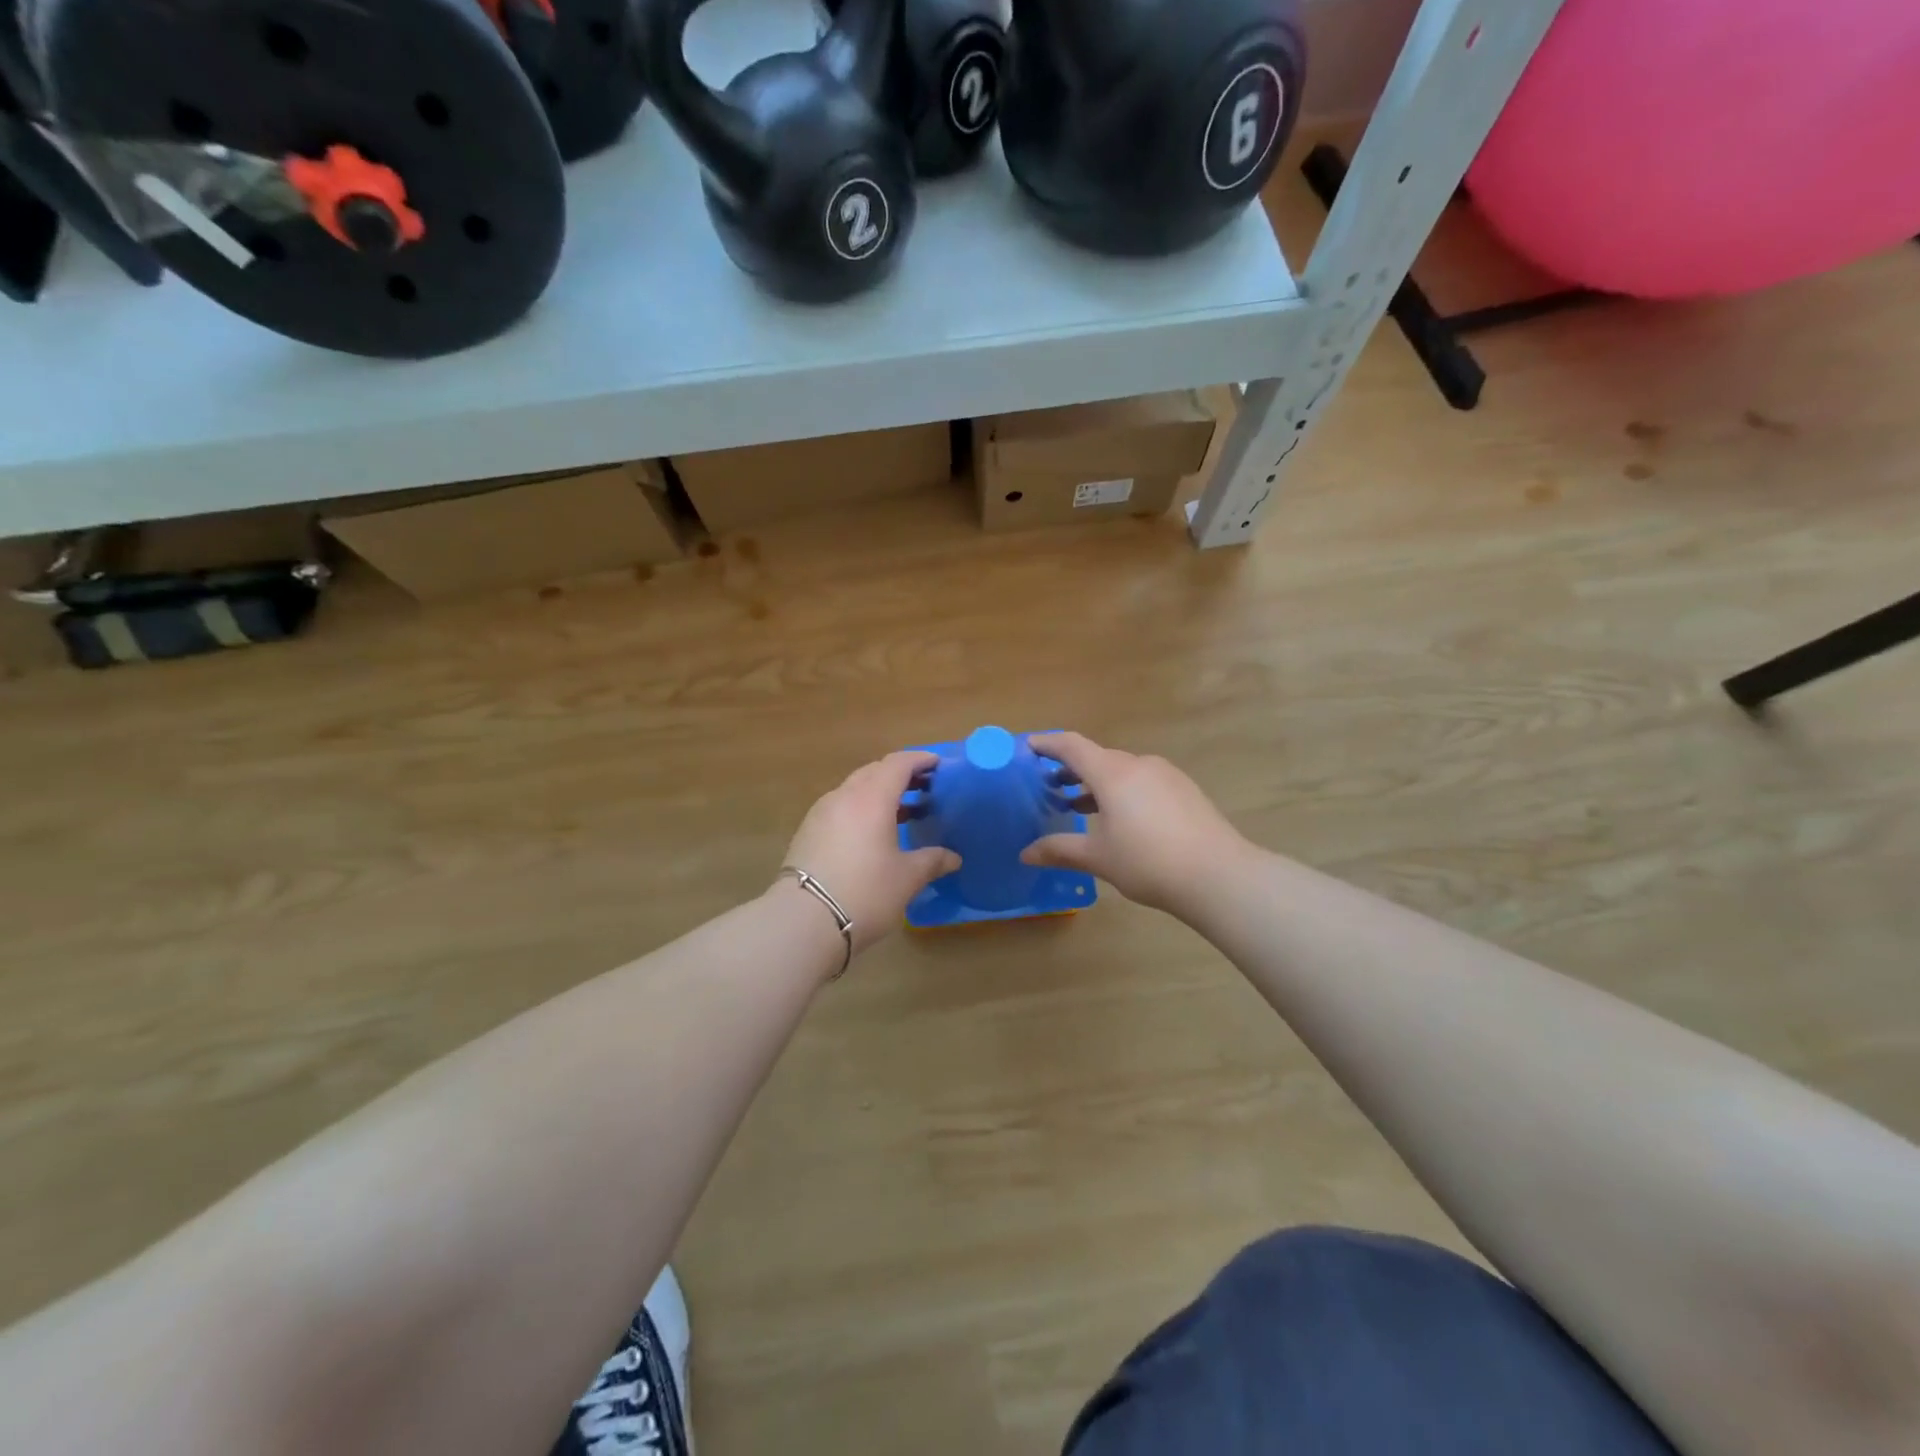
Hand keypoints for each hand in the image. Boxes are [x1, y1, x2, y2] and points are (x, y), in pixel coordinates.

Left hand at [781, 751, 960, 954]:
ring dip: (880, 792)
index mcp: (872, 798)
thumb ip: (932, 861)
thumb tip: (953, 858)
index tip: (939, 765)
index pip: (898, 763)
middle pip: (875, 771)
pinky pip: (841, 807)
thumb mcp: (907, 878)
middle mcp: (844, 796)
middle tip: (925, 788)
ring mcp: (821, 813)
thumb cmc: (865, 892)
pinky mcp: (808, 832)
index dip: (920, 759)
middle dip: (901, 775)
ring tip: (903, 811)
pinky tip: (872, 833)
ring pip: (855, 789)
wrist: (803, 921)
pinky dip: (862, 809)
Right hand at [1021, 733, 1249, 916]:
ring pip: (1122, 770)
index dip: (1047, 744)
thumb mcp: (1099, 858)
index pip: (1072, 746)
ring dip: (1096, 782)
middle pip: (1097, 757)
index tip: (1027, 747)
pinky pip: (1143, 781)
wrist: (1219, 875)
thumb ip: (1060, 850)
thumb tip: (1025, 854)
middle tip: (1047, 786)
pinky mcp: (1184, 790)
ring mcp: (1166, 775)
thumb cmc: (1149, 862)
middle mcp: (1139, 764)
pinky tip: (1120, 818)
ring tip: (1077, 804)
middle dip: (1070, 768)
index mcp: (1112, 773)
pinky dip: (1122, 791)